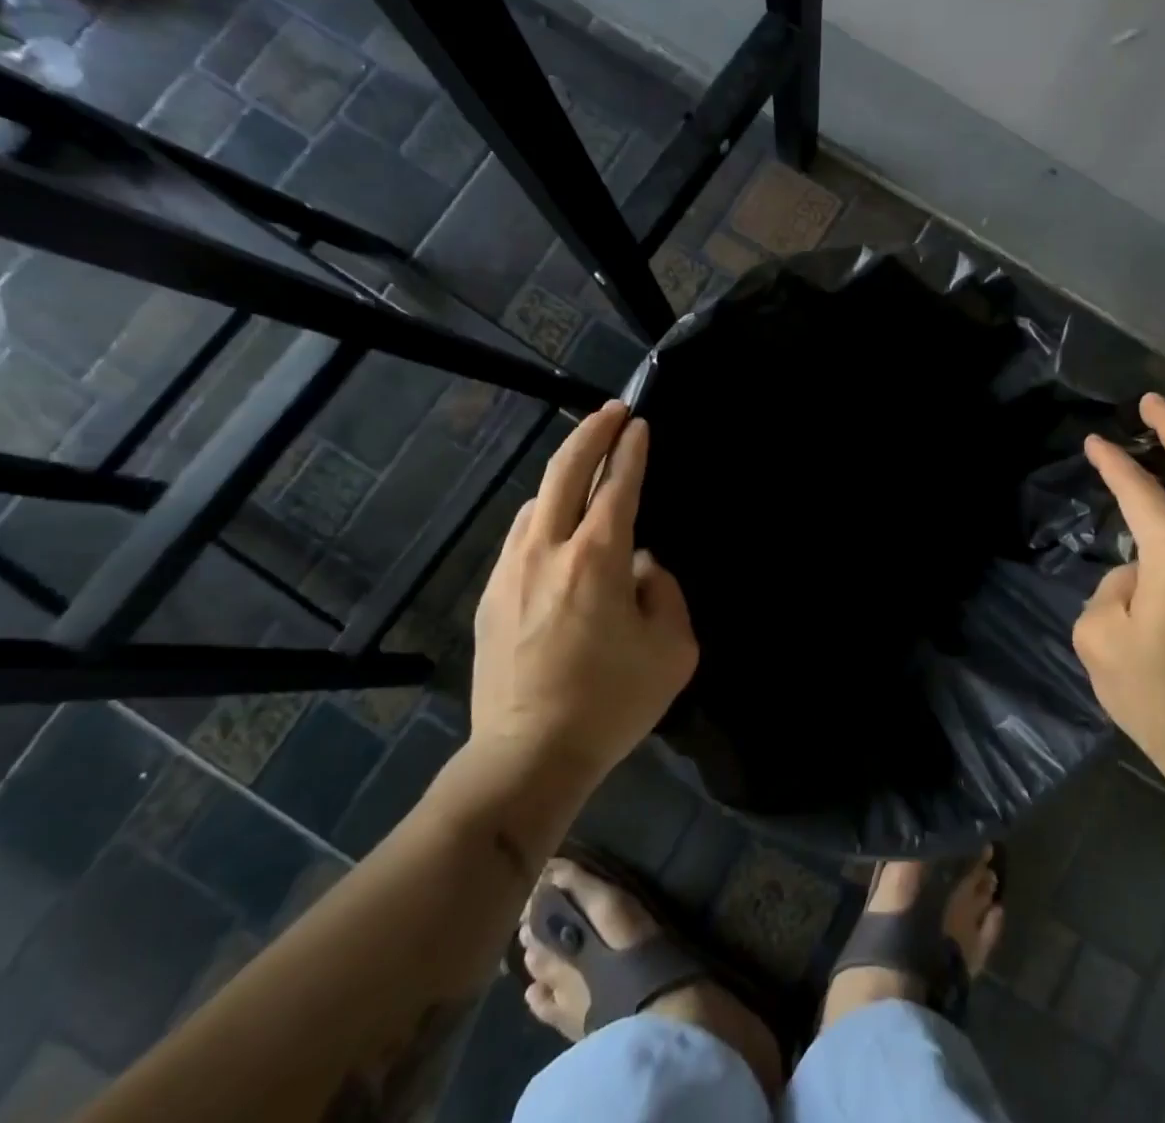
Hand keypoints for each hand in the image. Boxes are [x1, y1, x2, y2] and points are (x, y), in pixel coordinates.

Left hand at [471, 401, 697, 781]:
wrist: (527, 755)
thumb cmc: (612, 702)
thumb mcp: (673, 649)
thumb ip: (665, 591)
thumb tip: (641, 565)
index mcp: (598, 557)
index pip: (618, 485)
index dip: (631, 450)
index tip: (639, 424)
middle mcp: (549, 549)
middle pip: (566, 470)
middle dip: (591, 432)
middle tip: (611, 410)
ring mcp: (512, 569)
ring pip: (538, 500)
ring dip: (564, 474)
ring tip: (586, 470)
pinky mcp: (491, 594)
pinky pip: (520, 535)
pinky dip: (544, 514)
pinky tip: (554, 527)